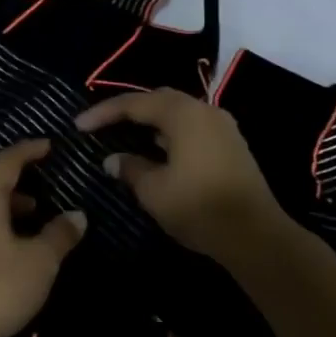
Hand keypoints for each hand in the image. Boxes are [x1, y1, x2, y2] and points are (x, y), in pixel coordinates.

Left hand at [0, 140, 85, 336]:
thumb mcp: (40, 261)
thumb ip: (60, 235)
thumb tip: (77, 215)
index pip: (6, 162)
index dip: (28, 150)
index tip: (47, 146)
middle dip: (13, 188)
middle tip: (38, 200)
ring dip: (1, 211)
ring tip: (27, 228)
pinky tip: (6, 252)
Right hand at [76, 89, 282, 261]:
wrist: (257, 236)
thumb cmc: (199, 207)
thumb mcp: (154, 191)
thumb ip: (130, 168)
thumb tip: (114, 159)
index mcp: (182, 114)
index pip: (135, 104)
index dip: (103, 113)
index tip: (79, 126)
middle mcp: (204, 110)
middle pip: (159, 100)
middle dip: (128, 110)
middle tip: (103, 124)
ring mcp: (222, 126)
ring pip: (177, 113)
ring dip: (151, 122)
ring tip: (126, 135)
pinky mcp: (231, 145)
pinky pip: (192, 127)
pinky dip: (170, 132)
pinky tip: (157, 151)